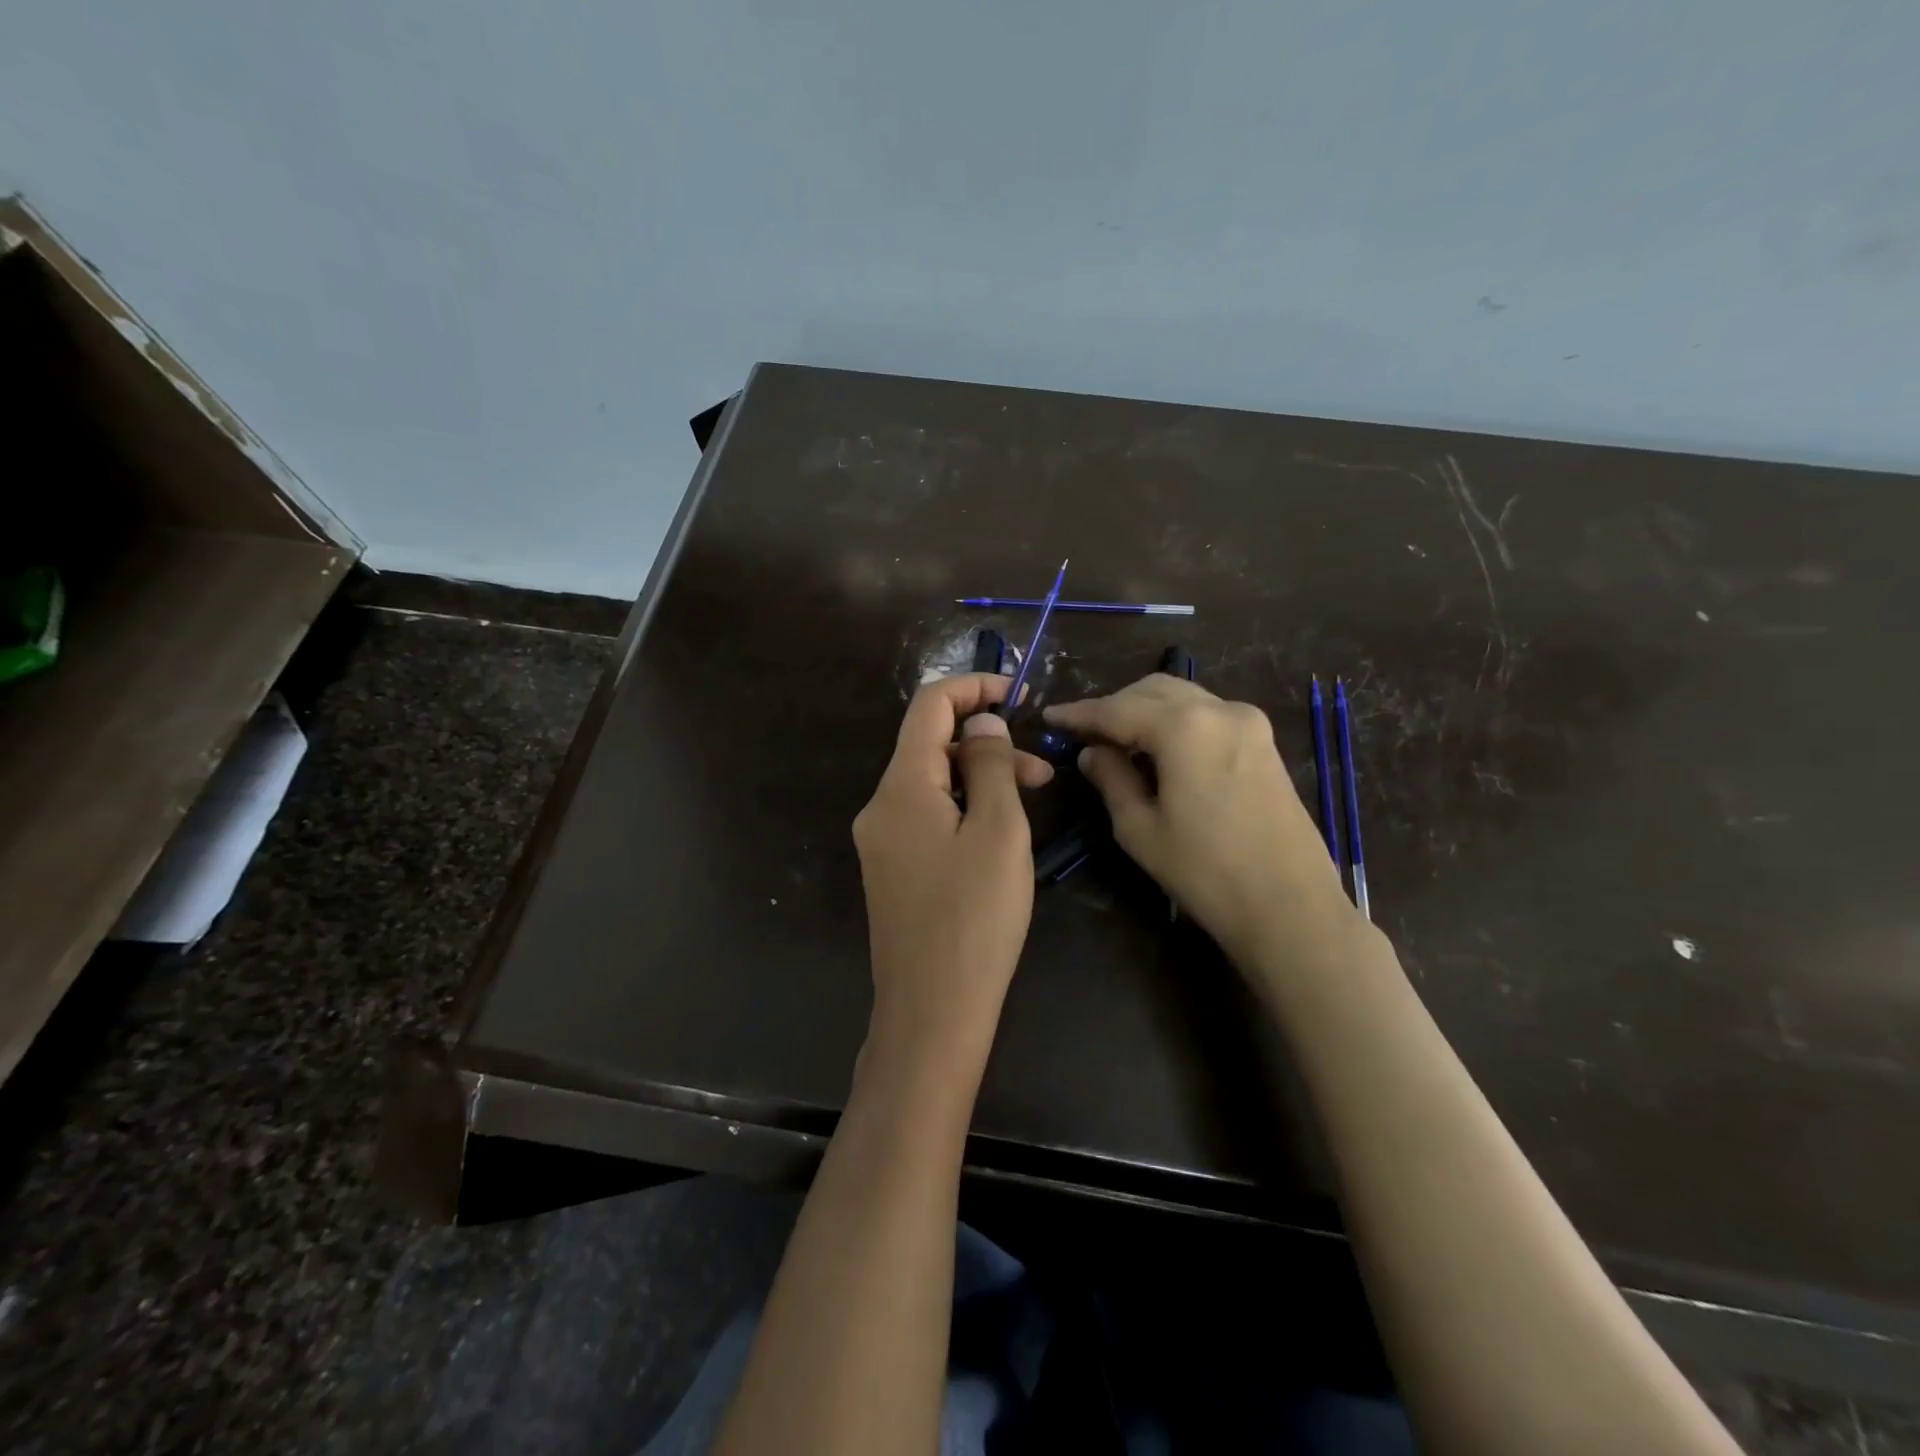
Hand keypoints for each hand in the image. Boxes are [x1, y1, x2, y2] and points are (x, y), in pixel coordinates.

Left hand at [853, 674, 1053, 1070]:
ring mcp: (881, 841)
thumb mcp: (998, 831)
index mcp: (901, 786)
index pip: (929, 705)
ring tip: (1032, 800)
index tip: (1020, 694)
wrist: (932, 1012)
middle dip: (987, 742)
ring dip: (979, 778)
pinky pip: (926, 817)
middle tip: (1043, 769)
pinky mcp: (891, 870)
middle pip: (930, 745)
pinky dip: (963, 808)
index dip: (974, 687)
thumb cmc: (975, 918)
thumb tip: (982, 724)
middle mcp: (880, 806)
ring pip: (932, 783)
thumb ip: (989, 765)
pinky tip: (997, 834)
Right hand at [1043, 675, 1354, 966]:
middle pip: (1152, 691)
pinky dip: (1175, 721)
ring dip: (1145, 710)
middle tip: (1084, 732)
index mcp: (1184, 727)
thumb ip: (1111, 779)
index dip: (1079, 713)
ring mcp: (1248, 723)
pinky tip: (1159, 749)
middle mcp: (1219, 710)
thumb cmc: (1205, 872)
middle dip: (1114, 706)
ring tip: (1117, 740)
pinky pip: (1207, 714)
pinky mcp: (1263, 742)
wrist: (1290, 907)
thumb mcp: (1140, 829)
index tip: (1050, 717)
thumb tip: (1093, 753)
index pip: (1116, 709)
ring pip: (1182, 698)